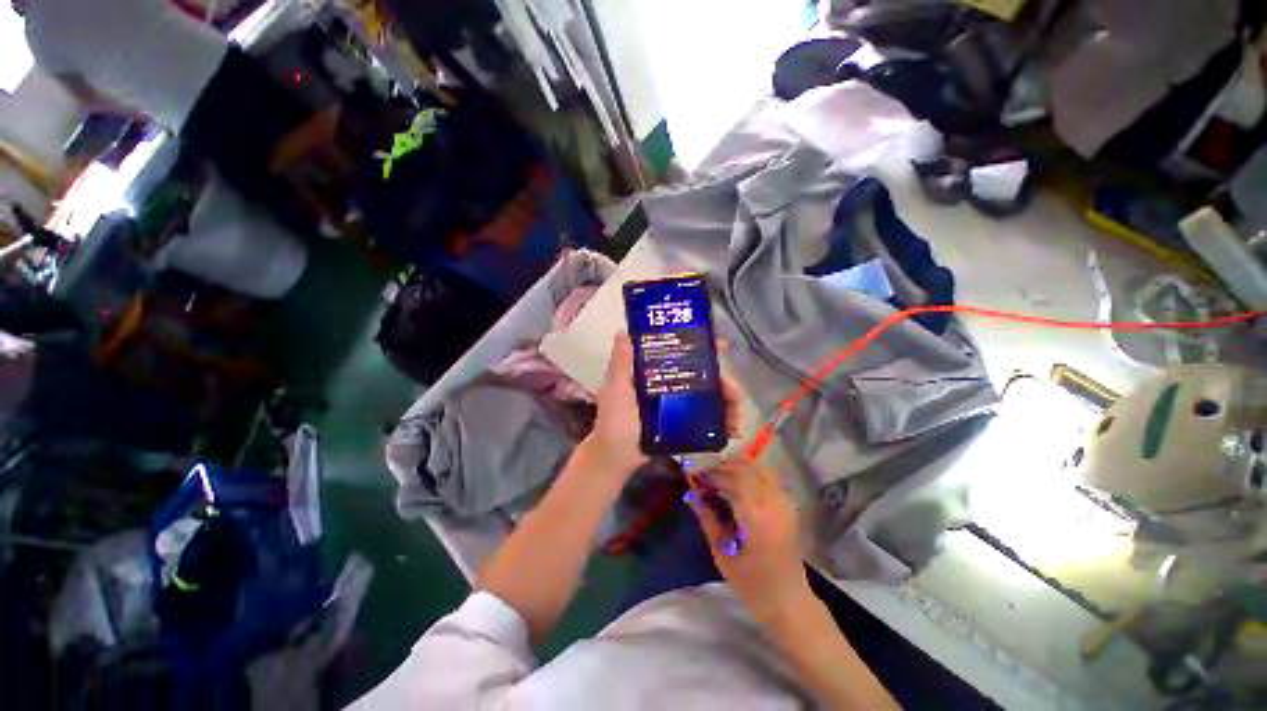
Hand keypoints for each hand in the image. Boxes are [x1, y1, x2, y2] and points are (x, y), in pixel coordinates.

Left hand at [583, 331, 743, 477]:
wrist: (615, 460)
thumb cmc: (613, 422)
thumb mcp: (616, 390)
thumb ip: (621, 364)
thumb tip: (624, 331)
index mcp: (654, 373)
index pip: (680, 353)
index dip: (701, 347)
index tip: (720, 346)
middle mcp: (669, 385)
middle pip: (702, 375)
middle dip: (722, 380)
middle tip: (732, 391)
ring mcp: (678, 405)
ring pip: (709, 397)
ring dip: (727, 402)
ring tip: (736, 415)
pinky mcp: (683, 424)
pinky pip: (707, 418)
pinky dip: (722, 421)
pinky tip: (732, 428)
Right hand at [687, 456, 811, 622]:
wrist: (789, 602)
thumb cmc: (752, 585)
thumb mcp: (722, 554)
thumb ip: (707, 519)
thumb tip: (691, 493)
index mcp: (757, 517)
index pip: (732, 478)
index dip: (711, 474)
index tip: (694, 478)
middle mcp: (774, 502)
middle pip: (746, 467)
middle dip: (721, 466)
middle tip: (703, 477)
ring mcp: (784, 500)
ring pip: (757, 467)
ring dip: (735, 466)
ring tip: (717, 478)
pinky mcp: (787, 503)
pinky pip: (766, 475)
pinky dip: (748, 472)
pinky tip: (734, 483)